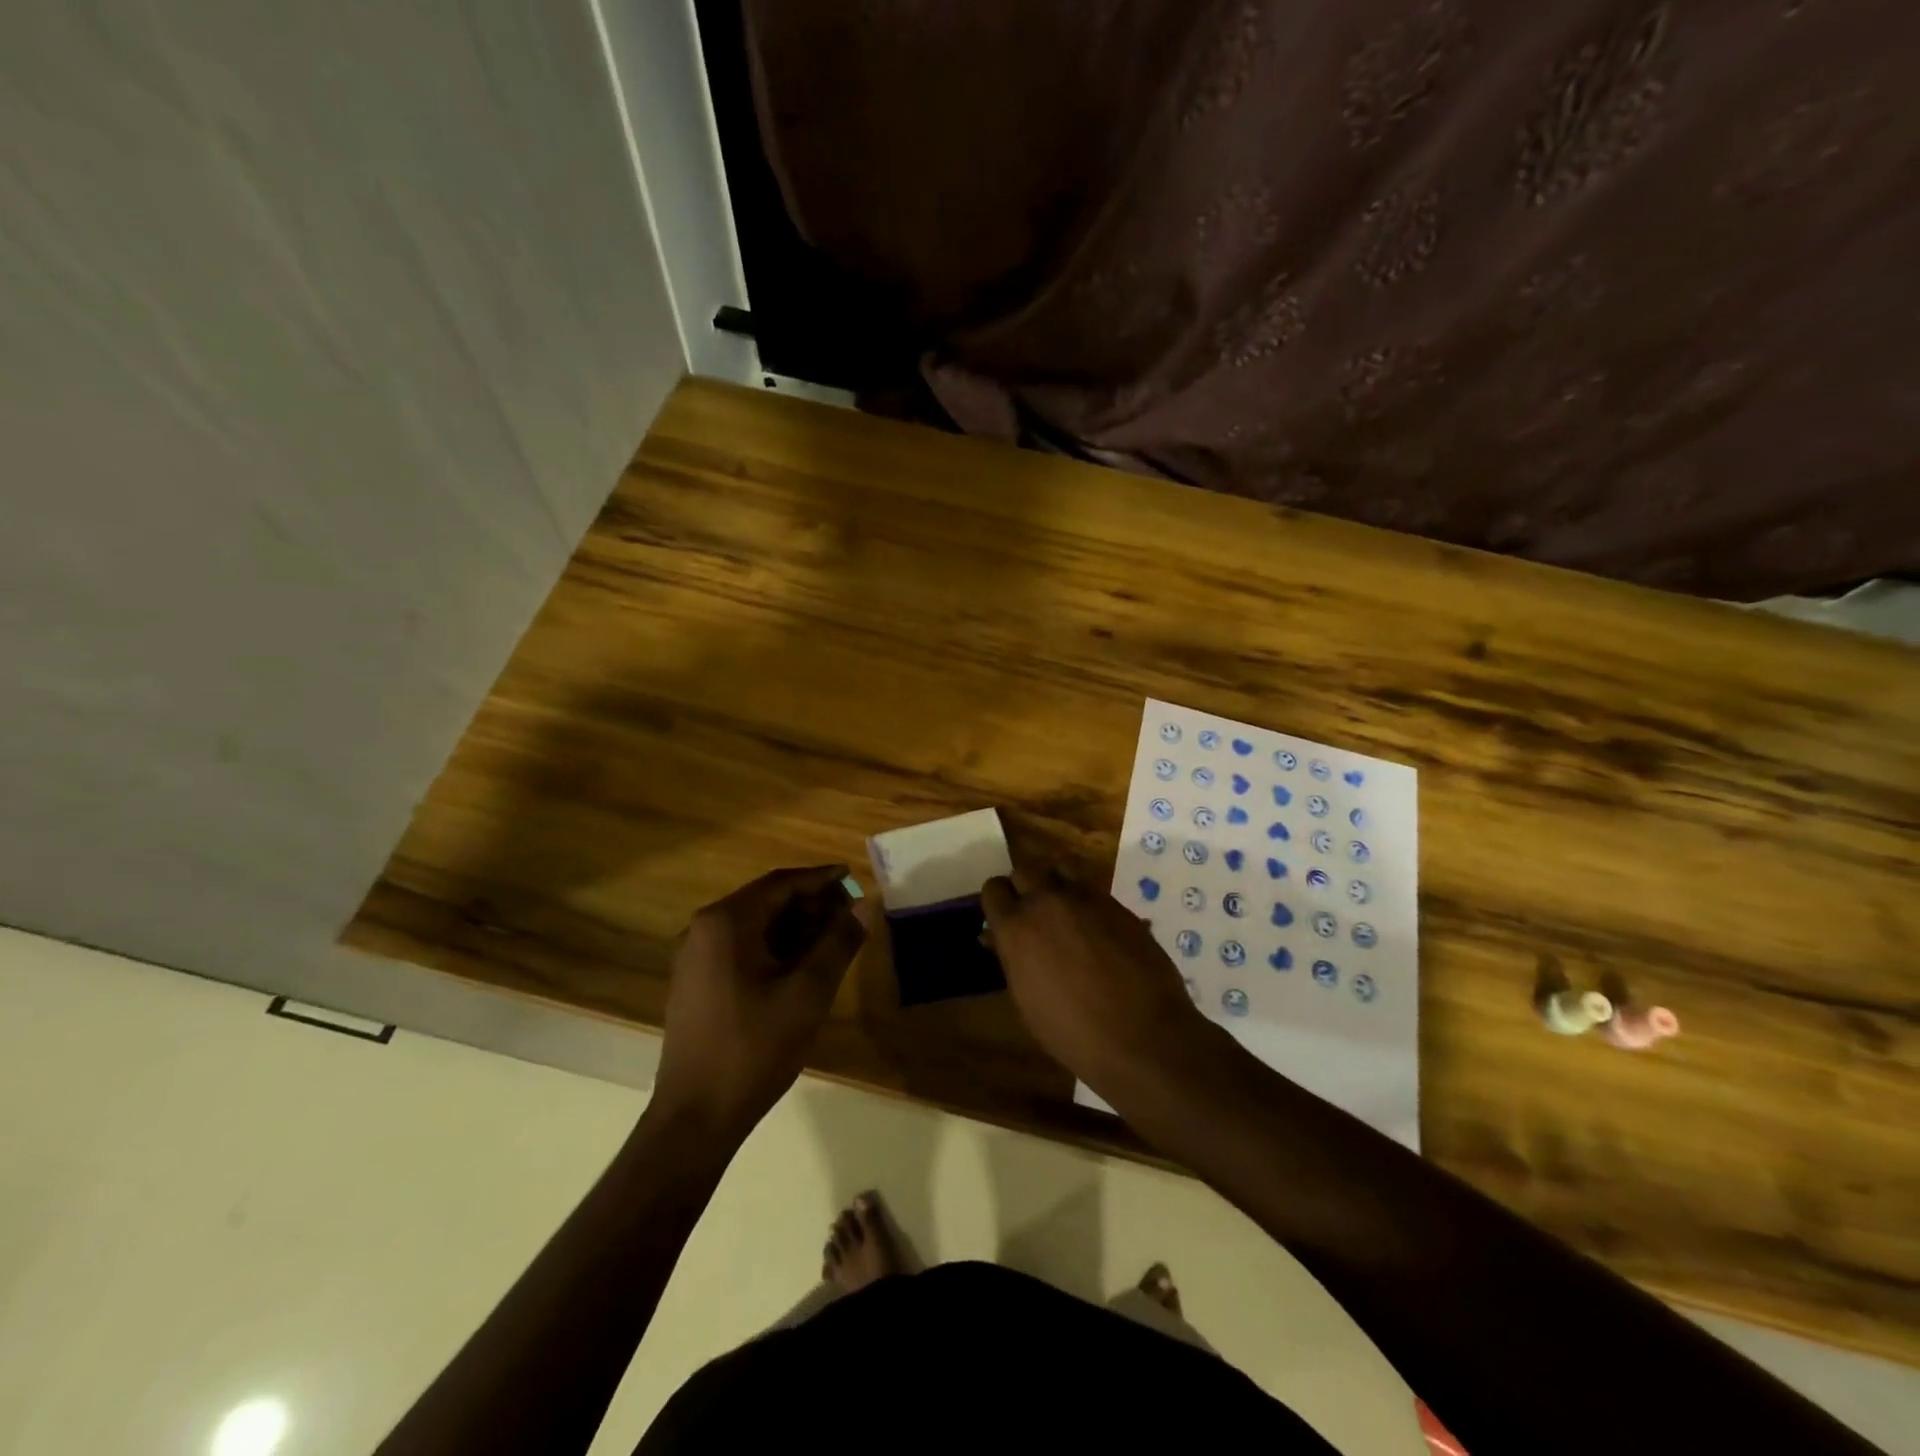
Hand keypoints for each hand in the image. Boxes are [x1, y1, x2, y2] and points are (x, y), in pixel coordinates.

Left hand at [651, 865, 868, 1141]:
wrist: (695, 1117)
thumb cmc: (754, 1048)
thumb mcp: (808, 993)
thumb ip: (837, 943)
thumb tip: (860, 908)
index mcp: (726, 923)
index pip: (781, 884)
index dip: (821, 879)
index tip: (852, 876)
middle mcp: (704, 929)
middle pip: (766, 901)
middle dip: (810, 903)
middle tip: (850, 910)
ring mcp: (695, 957)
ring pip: (755, 926)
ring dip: (795, 926)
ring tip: (834, 936)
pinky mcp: (696, 982)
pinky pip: (741, 948)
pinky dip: (775, 947)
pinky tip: (803, 963)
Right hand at [982, 859, 1220, 1095]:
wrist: (1142, 1037)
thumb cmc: (1073, 1033)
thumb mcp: (1026, 999)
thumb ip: (1011, 957)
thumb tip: (998, 938)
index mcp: (1016, 927)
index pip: (993, 889)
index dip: (998, 903)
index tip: (1004, 918)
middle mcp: (1046, 901)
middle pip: (1025, 870)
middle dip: (1024, 889)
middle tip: (1033, 916)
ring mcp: (1085, 898)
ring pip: (1059, 870)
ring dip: (1055, 886)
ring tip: (1063, 913)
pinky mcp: (1117, 904)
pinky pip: (1091, 889)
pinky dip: (1085, 901)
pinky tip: (1094, 929)